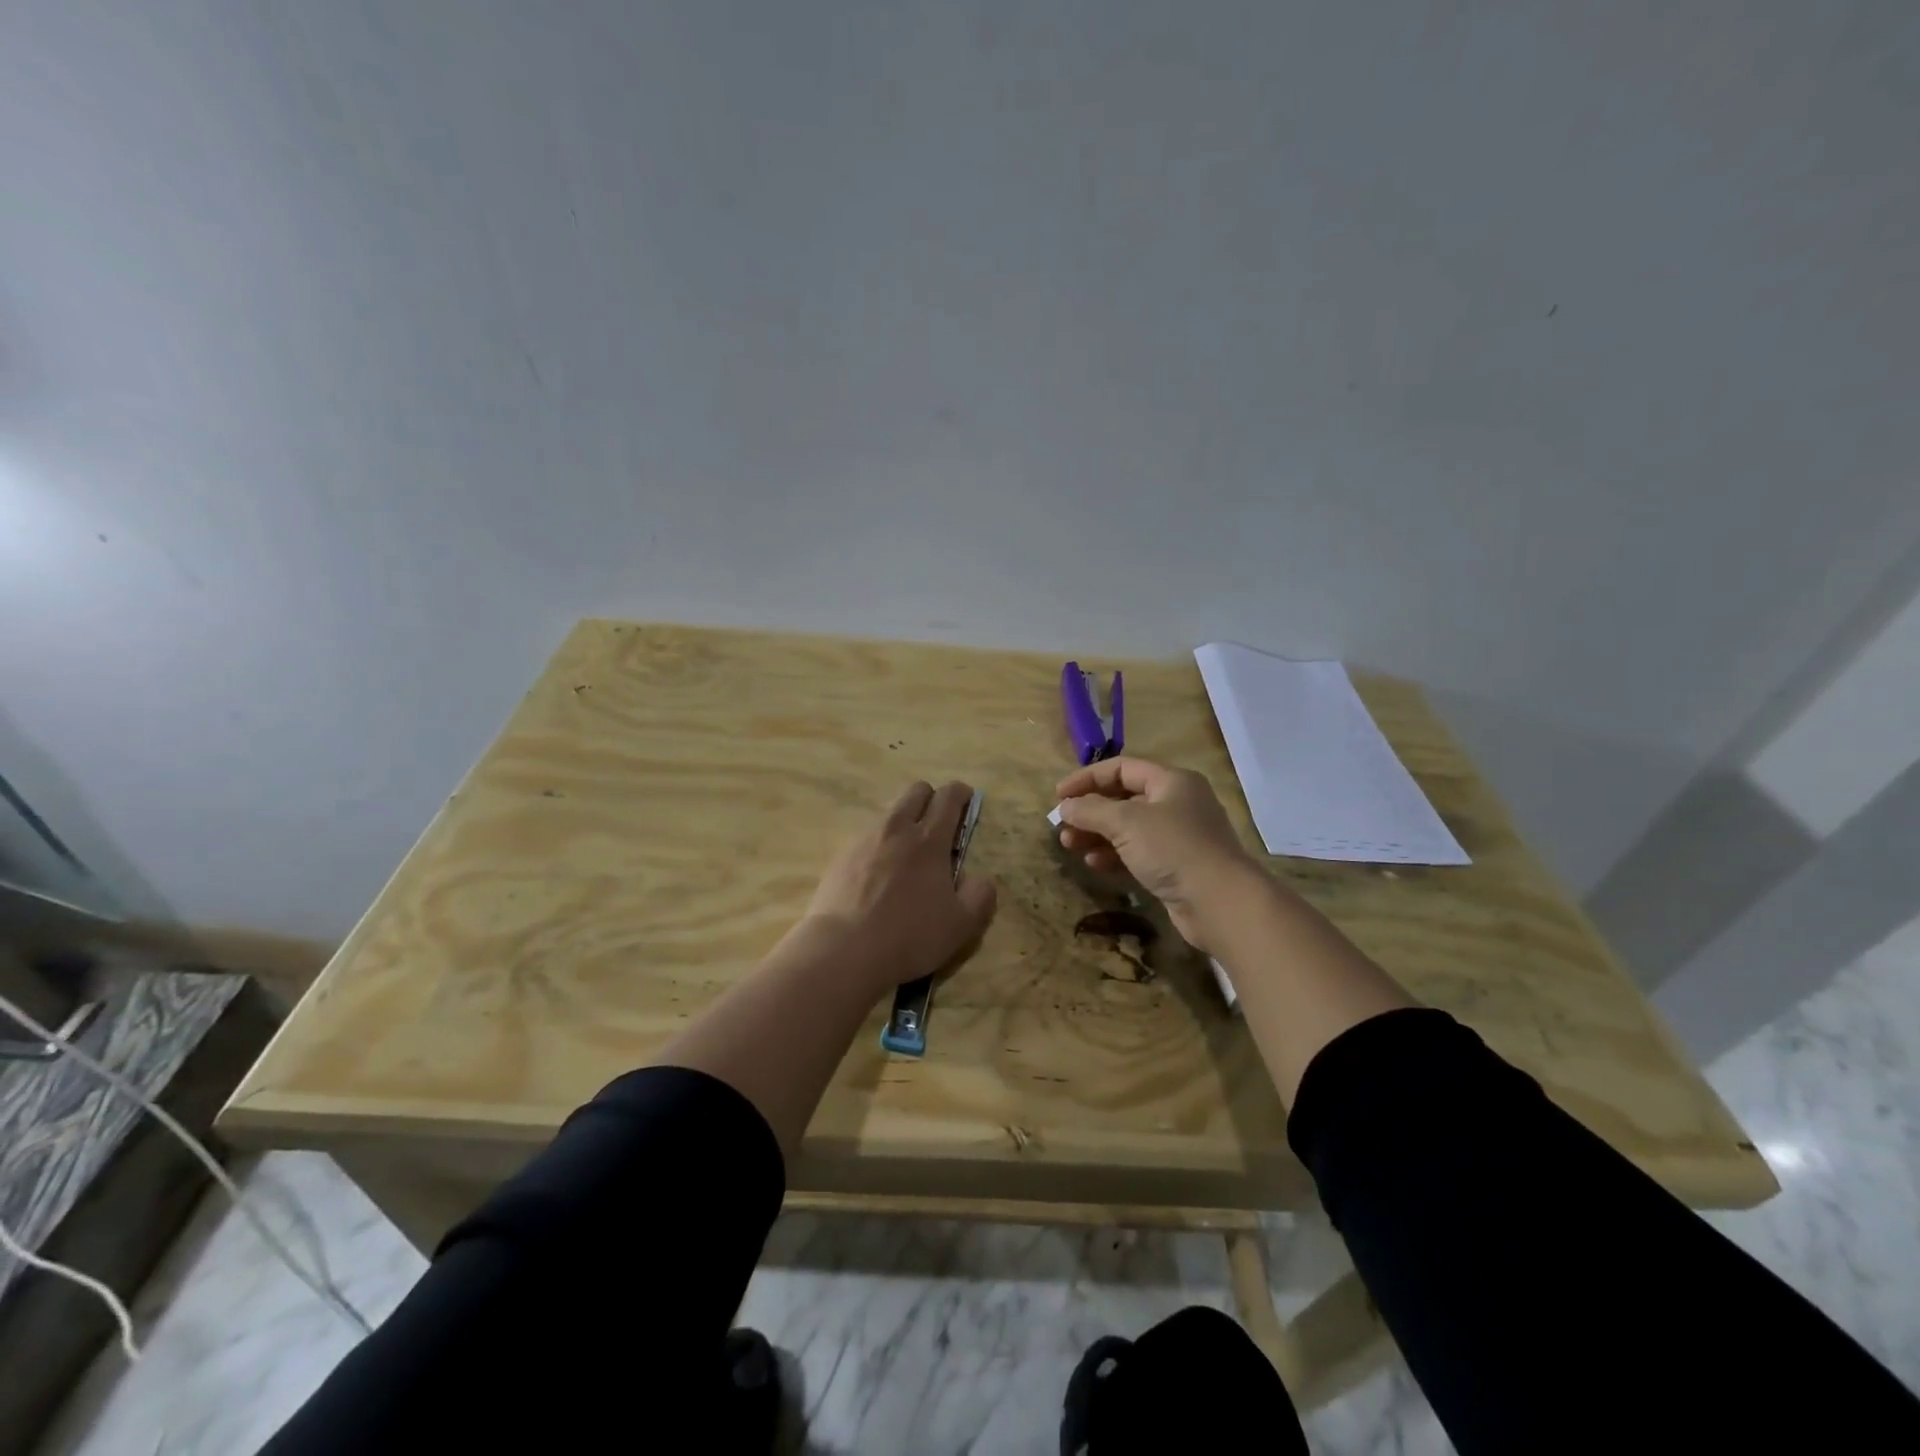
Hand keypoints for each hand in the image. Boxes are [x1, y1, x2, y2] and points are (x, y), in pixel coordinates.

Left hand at [802, 780, 997, 998]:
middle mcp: (896, 829)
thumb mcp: (962, 924)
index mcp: (930, 840)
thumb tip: (981, 877)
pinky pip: (867, 837)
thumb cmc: (910, 936)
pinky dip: (879, 845)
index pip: (948, 797)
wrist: (844, 950)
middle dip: (932, 798)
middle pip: (916, 791)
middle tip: (939, 824)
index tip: (967, 799)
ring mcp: (864, 840)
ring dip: (904, 821)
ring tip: (908, 854)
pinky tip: (878, 875)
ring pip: (889, 812)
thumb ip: (980, 895)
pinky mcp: (841, 856)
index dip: (961, 793)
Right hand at [1055, 757, 1268, 951]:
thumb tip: (1065, 806)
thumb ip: (1091, 810)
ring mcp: (1178, 837)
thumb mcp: (1126, 822)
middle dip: (1090, 811)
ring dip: (1097, 834)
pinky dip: (1114, 855)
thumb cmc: (1173, 849)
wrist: (1220, 903)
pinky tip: (1094, 864)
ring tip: (1070, 846)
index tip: (1059, 795)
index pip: (1121, 768)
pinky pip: (1137, 853)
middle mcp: (1177, 803)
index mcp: (1171, 781)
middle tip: (1062, 826)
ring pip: (1128, 828)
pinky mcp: (1176, 866)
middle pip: (1124, 798)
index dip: (1087, 778)